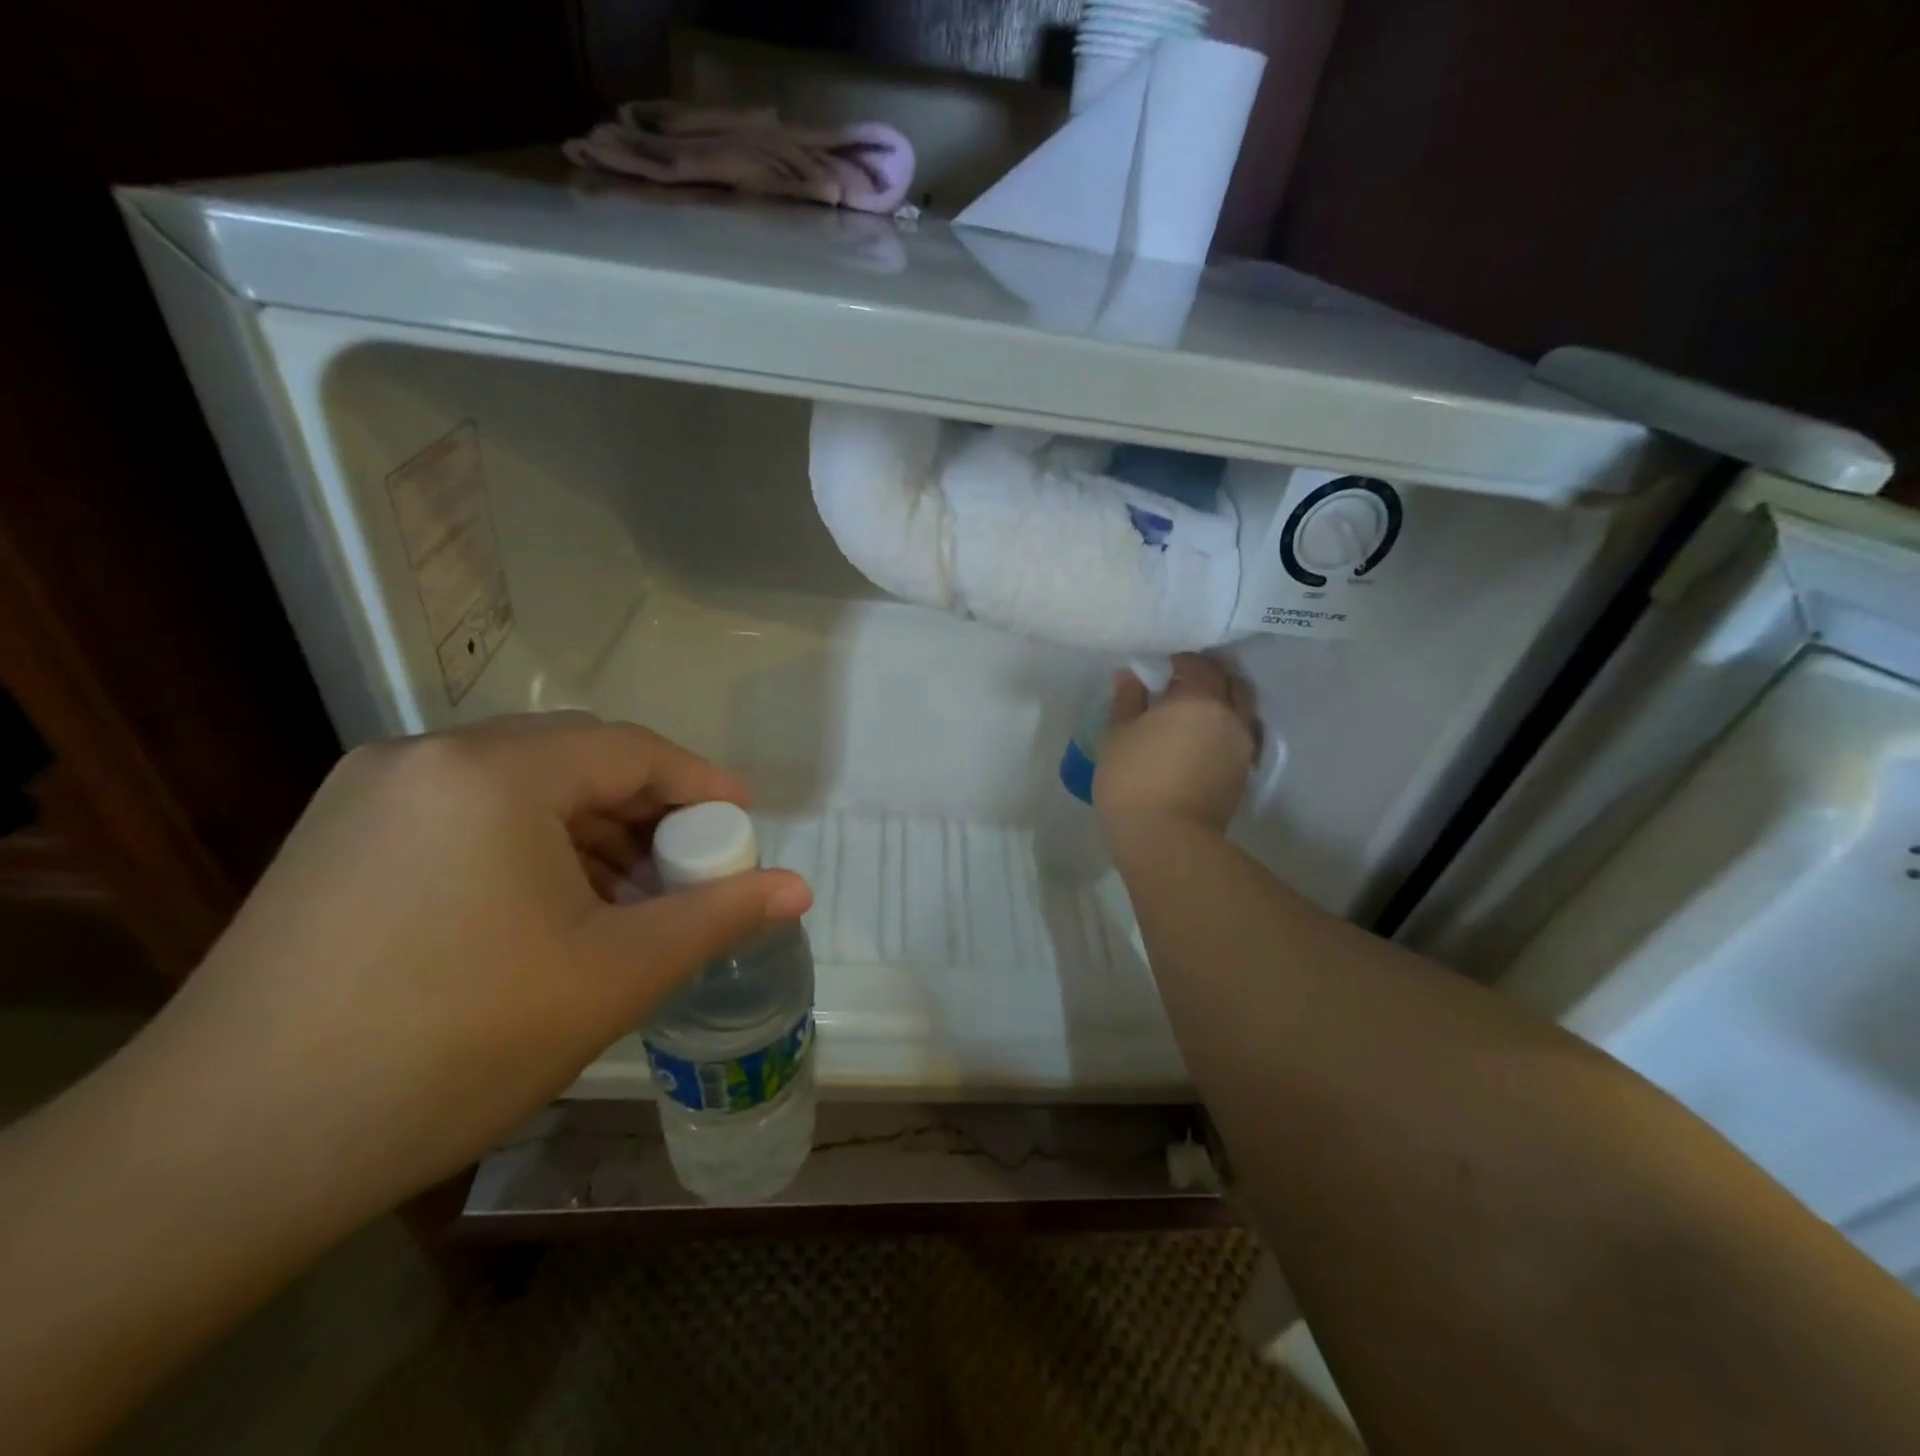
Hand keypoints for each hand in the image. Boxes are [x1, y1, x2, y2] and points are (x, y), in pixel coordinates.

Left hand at [134, 712, 810, 1230]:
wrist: (225, 1153)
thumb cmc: (453, 1043)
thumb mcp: (615, 975)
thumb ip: (718, 916)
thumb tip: (799, 888)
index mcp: (493, 772)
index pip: (629, 749)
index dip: (700, 783)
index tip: (744, 823)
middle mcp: (425, 757)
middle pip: (574, 759)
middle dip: (647, 809)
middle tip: (690, 866)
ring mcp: (371, 795)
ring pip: (520, 788)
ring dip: (590, 831)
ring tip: (630, 897)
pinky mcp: (339, 840)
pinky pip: (468, 815)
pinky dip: (531, 846)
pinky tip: (552, 909)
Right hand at [1094, 652, 1258, 832]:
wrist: (1166, 838)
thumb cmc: (1133, 779)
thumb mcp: (1117, 735)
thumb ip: (1127, 701)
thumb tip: (1131, 676)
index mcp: (1198, 698)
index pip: (1199, 665)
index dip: (1182, 661)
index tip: (1164, 669)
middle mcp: (1229, 716)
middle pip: (1230, 683)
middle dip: (1210, 678)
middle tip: (1183, 687)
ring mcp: (1242, 747)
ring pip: (1242, 710)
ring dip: (1225, 704)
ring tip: (1197, 714)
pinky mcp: (1243, 773)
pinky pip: (1242, 738)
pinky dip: (1228, 730)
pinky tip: (1205, 741)